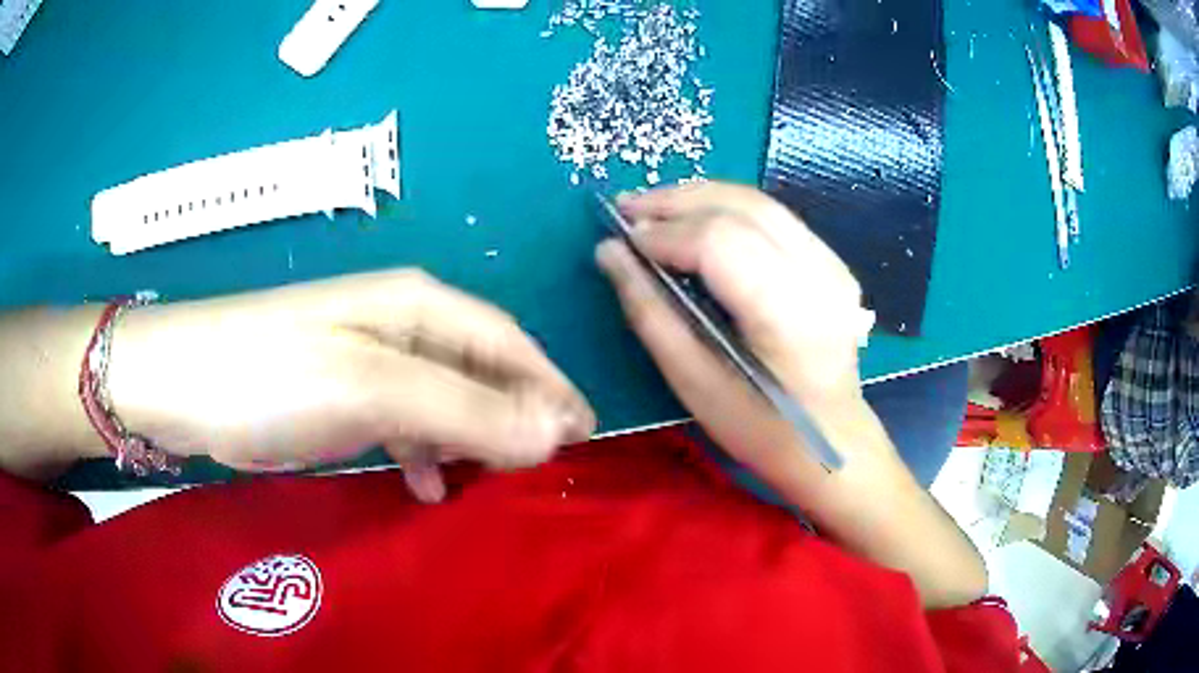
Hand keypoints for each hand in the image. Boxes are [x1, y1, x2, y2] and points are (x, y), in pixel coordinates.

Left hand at [108, 270, 594, 500]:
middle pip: (479, 372)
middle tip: (542, 474)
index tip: (583, 438)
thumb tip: (553, 432)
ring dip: (471, 443)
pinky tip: (425, 490)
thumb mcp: (374, 390)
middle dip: (515, 419)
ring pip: (444, 402)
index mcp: (418, 306)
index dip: (550, 387)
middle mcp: (400, 326)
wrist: (180, 382)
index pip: (508, 343)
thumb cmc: (274, 374)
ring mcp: (368, 363)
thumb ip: (465, 411)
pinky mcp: (341, 397)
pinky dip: (423, 456)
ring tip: (489, 488)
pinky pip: (404, 424)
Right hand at [596, 182, 877, 481]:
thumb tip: (610, 251)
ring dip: (701, 197)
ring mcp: (832, 265)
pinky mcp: (833, 263)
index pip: (720, 242)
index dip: (666, 232)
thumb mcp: (692, 381)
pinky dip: (729, 209)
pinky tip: (699, 219)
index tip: (624, 238)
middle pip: (742, 207)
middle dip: (677, 201)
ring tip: (654, 207)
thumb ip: (648, 310)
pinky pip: (775, 218)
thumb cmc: (759, 426)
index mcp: (787, 313)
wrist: (830, 439)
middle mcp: (818, 275)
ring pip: (760, 202)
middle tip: (627, 207)